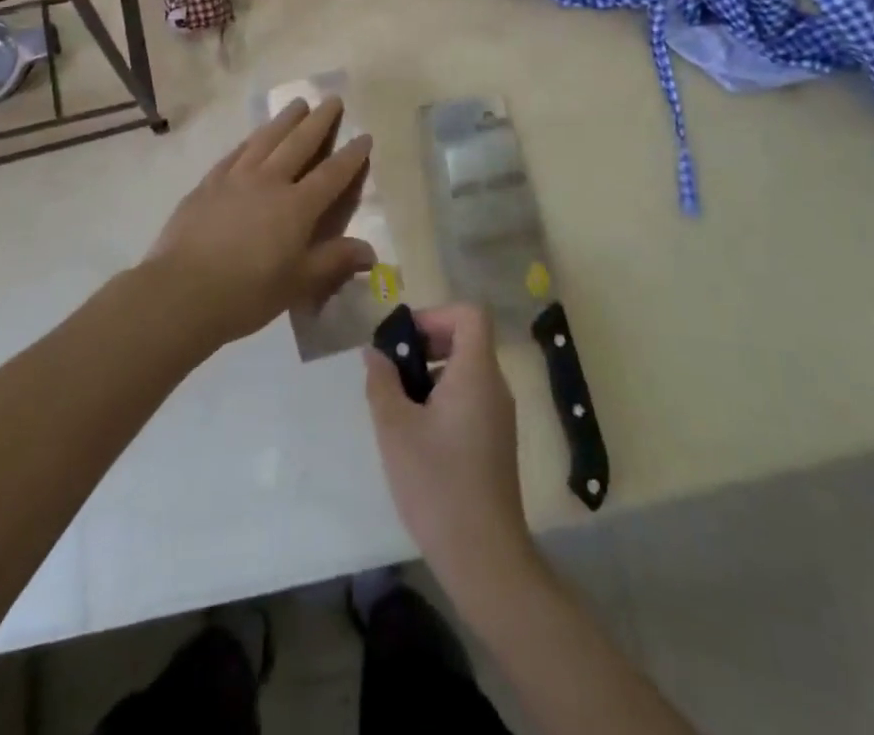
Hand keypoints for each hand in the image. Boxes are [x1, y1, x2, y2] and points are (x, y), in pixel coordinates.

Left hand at [149, 98, 375, 348]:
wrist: (182, 291)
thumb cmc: (247, 293)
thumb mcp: (298, 283)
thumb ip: (334, 261)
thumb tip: (371, 252)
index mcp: (297, 206)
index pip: (332, 174)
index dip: (351, 155)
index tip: (364, 136)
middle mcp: (269, 181)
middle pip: (299, 143)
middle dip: (319, 120)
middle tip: (332, 99)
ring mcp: (236, 178)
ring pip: (266, 139)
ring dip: (285, 119)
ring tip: (298, 103)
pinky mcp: (208, 184)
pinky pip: (236, 153)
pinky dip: (251, 140)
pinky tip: (254, 136)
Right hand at [364, 305, 535, 594]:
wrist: (484, 558)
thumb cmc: (437, 484)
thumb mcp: (395, 428)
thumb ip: (382, 382)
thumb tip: (375, 353)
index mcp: (477, 374)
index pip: (470, 314)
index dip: (436, 315)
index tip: (405, 340)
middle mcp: (495, 387)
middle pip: (467, 340)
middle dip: (427, 344)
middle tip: (393, 371)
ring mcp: (499, 416)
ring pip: (466, 371)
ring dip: (431, 373)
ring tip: (397, 404)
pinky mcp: (496, 441)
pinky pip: (470, 398)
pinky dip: (443, 398)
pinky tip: (416, 433)